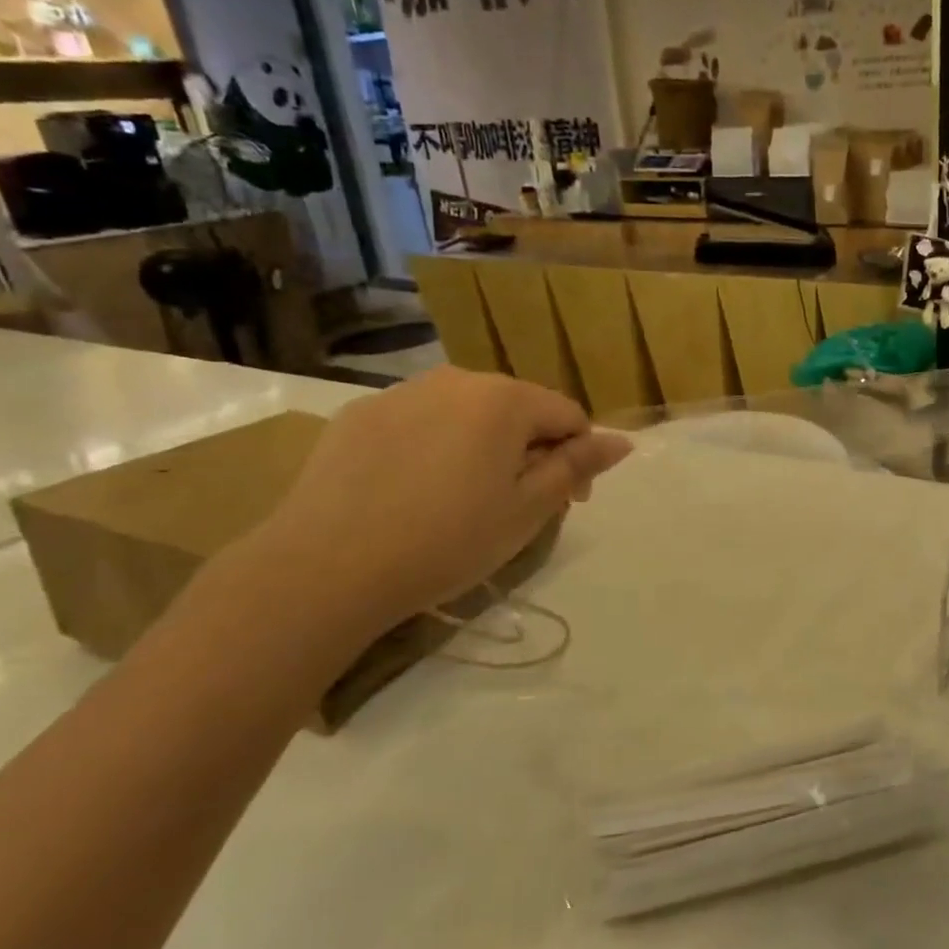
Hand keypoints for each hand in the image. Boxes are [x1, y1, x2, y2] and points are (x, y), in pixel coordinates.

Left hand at [245, 368, 631, 642]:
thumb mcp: (528, 509)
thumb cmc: (447, 540)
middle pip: (517, 409)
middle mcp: (455, 380)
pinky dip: (434, 448)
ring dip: (483, 447)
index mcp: (504, 399)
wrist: (325, 568)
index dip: (579, 458)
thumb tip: (623, 440)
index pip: (568, 415)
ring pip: (466, 414)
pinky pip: (419, 423)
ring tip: (465, 500)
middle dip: (531, 450)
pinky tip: (414, 493)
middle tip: (518, 505)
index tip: (569, 503)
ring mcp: (401, 393)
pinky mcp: (358, 415)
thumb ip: (577, 466)